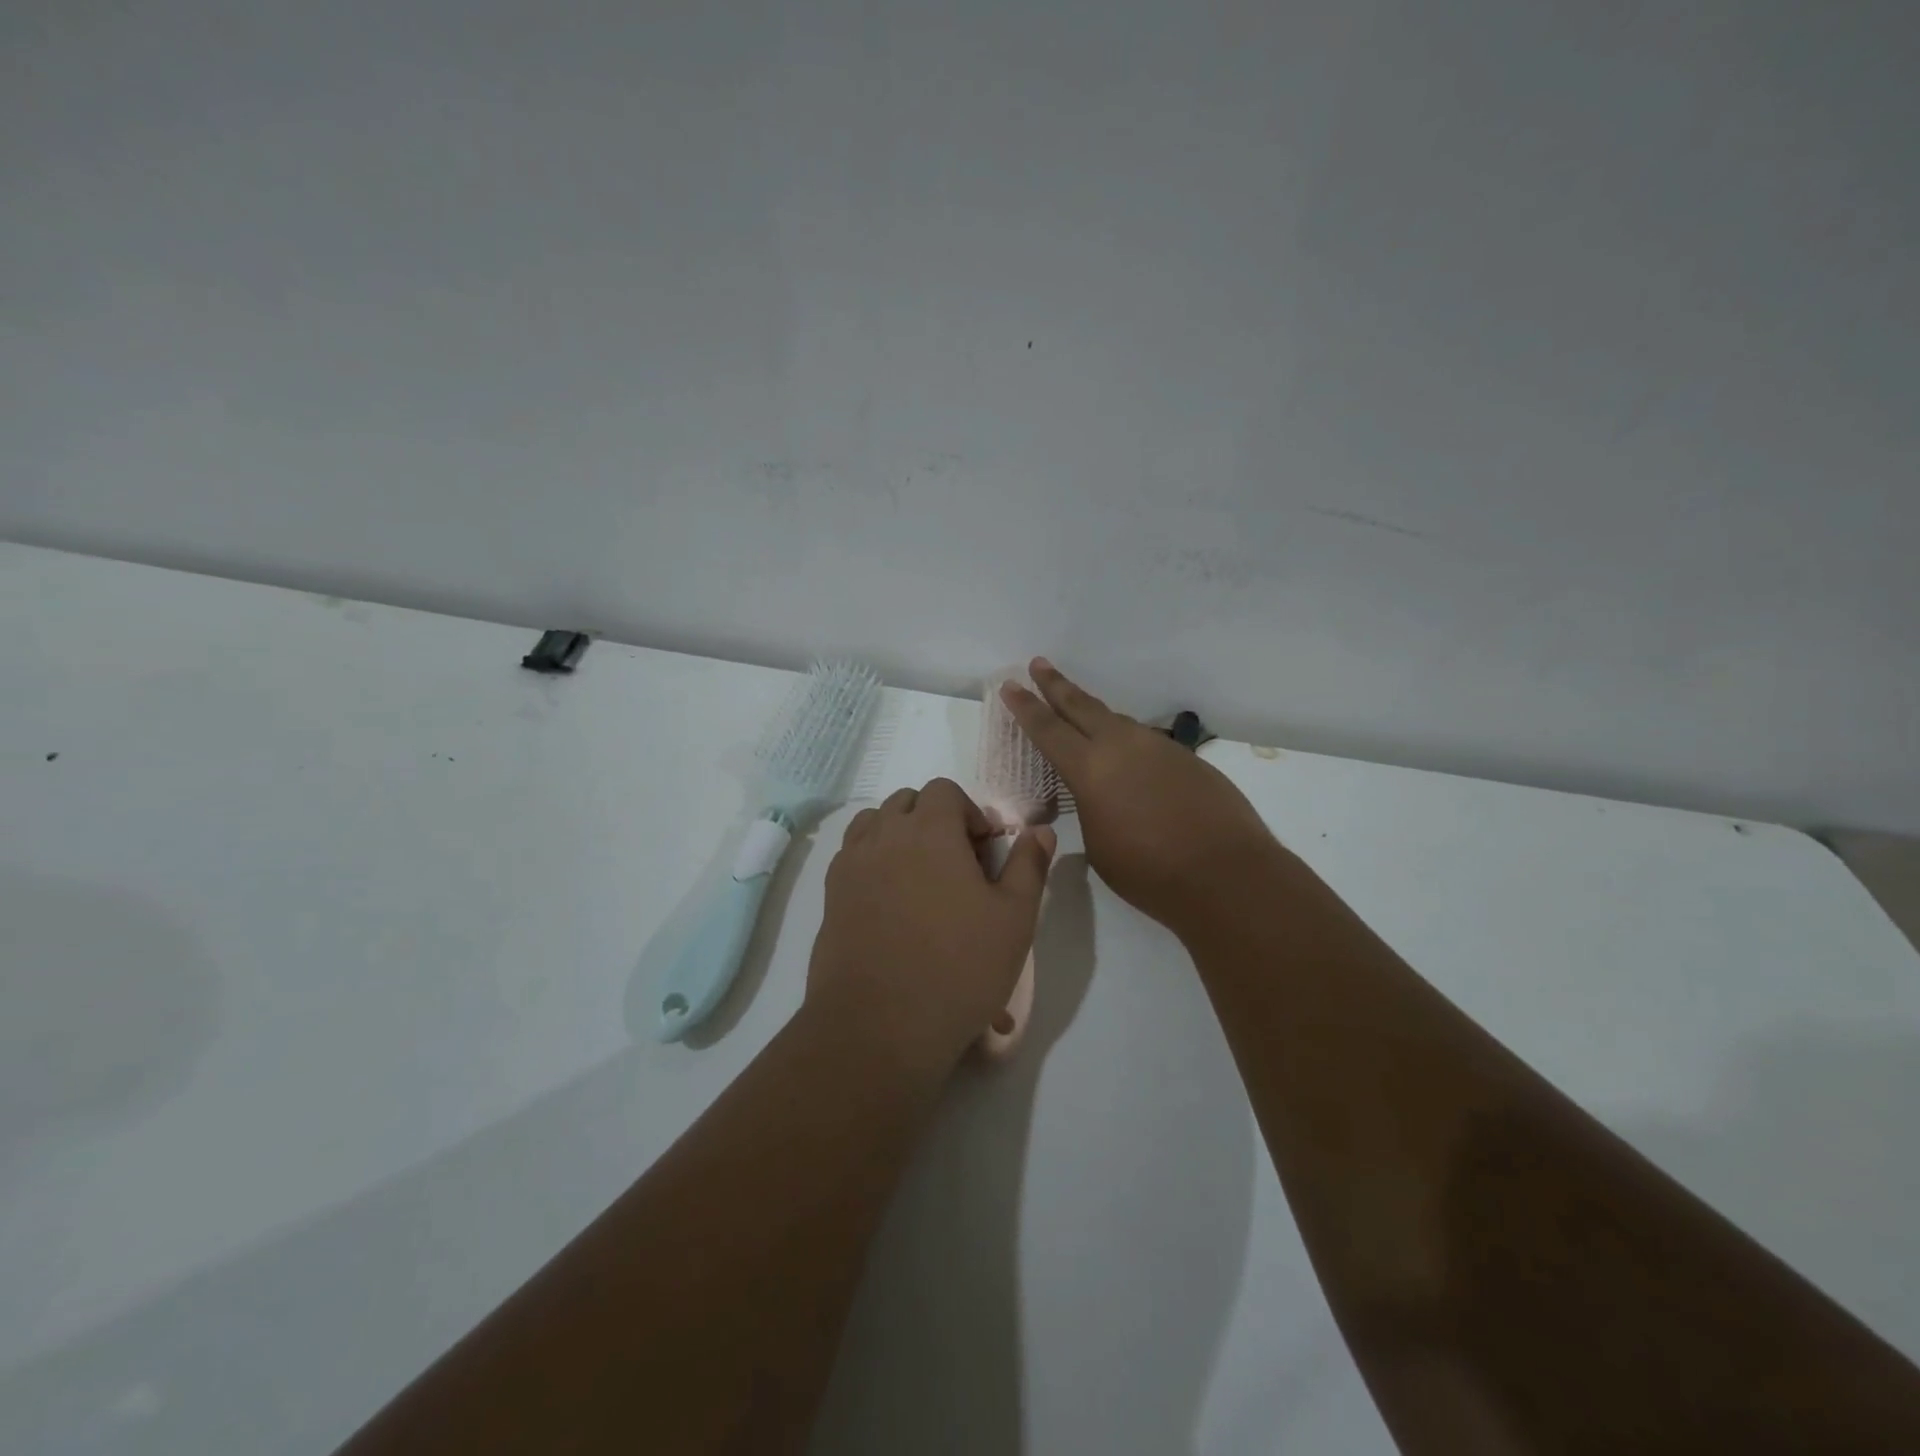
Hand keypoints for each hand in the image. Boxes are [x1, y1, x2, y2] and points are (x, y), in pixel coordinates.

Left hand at [805, 777, 1054, 1080]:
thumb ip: (1028, 866)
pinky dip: (872, 859)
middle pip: (907, 802)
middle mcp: (884, 836)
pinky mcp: (830, 895)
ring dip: (899, 834)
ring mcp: (851, 865)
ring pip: (874, 823)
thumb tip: (1040, 831)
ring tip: (921, 876)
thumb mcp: (1014, 918)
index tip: (984, 850)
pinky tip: (891, 901)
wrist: (879, 1026)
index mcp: (929, 831)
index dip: (969, 812)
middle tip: (957, 863)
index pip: (944, 790)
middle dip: (935, 819)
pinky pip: (852, 855)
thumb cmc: (958, 967)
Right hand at [1001, 659, 1279, 934]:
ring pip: (1117, 721)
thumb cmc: (1149, 872)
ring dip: (1094, 714)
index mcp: (1090, 769)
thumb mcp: (1099, 846)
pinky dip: (1127, 741)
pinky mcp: (1186, 758)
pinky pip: (1145, 741)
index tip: (1011, 684)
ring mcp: (1158, 747)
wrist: (1226, 874)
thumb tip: (1100, 798)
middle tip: (1038, 663)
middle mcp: (1122, 746)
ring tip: (1079, 711)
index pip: (1048, 730)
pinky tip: (1128, 758)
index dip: (1026, 707)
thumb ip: (1091, 812)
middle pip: (1081, 706)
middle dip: (1056, 685)